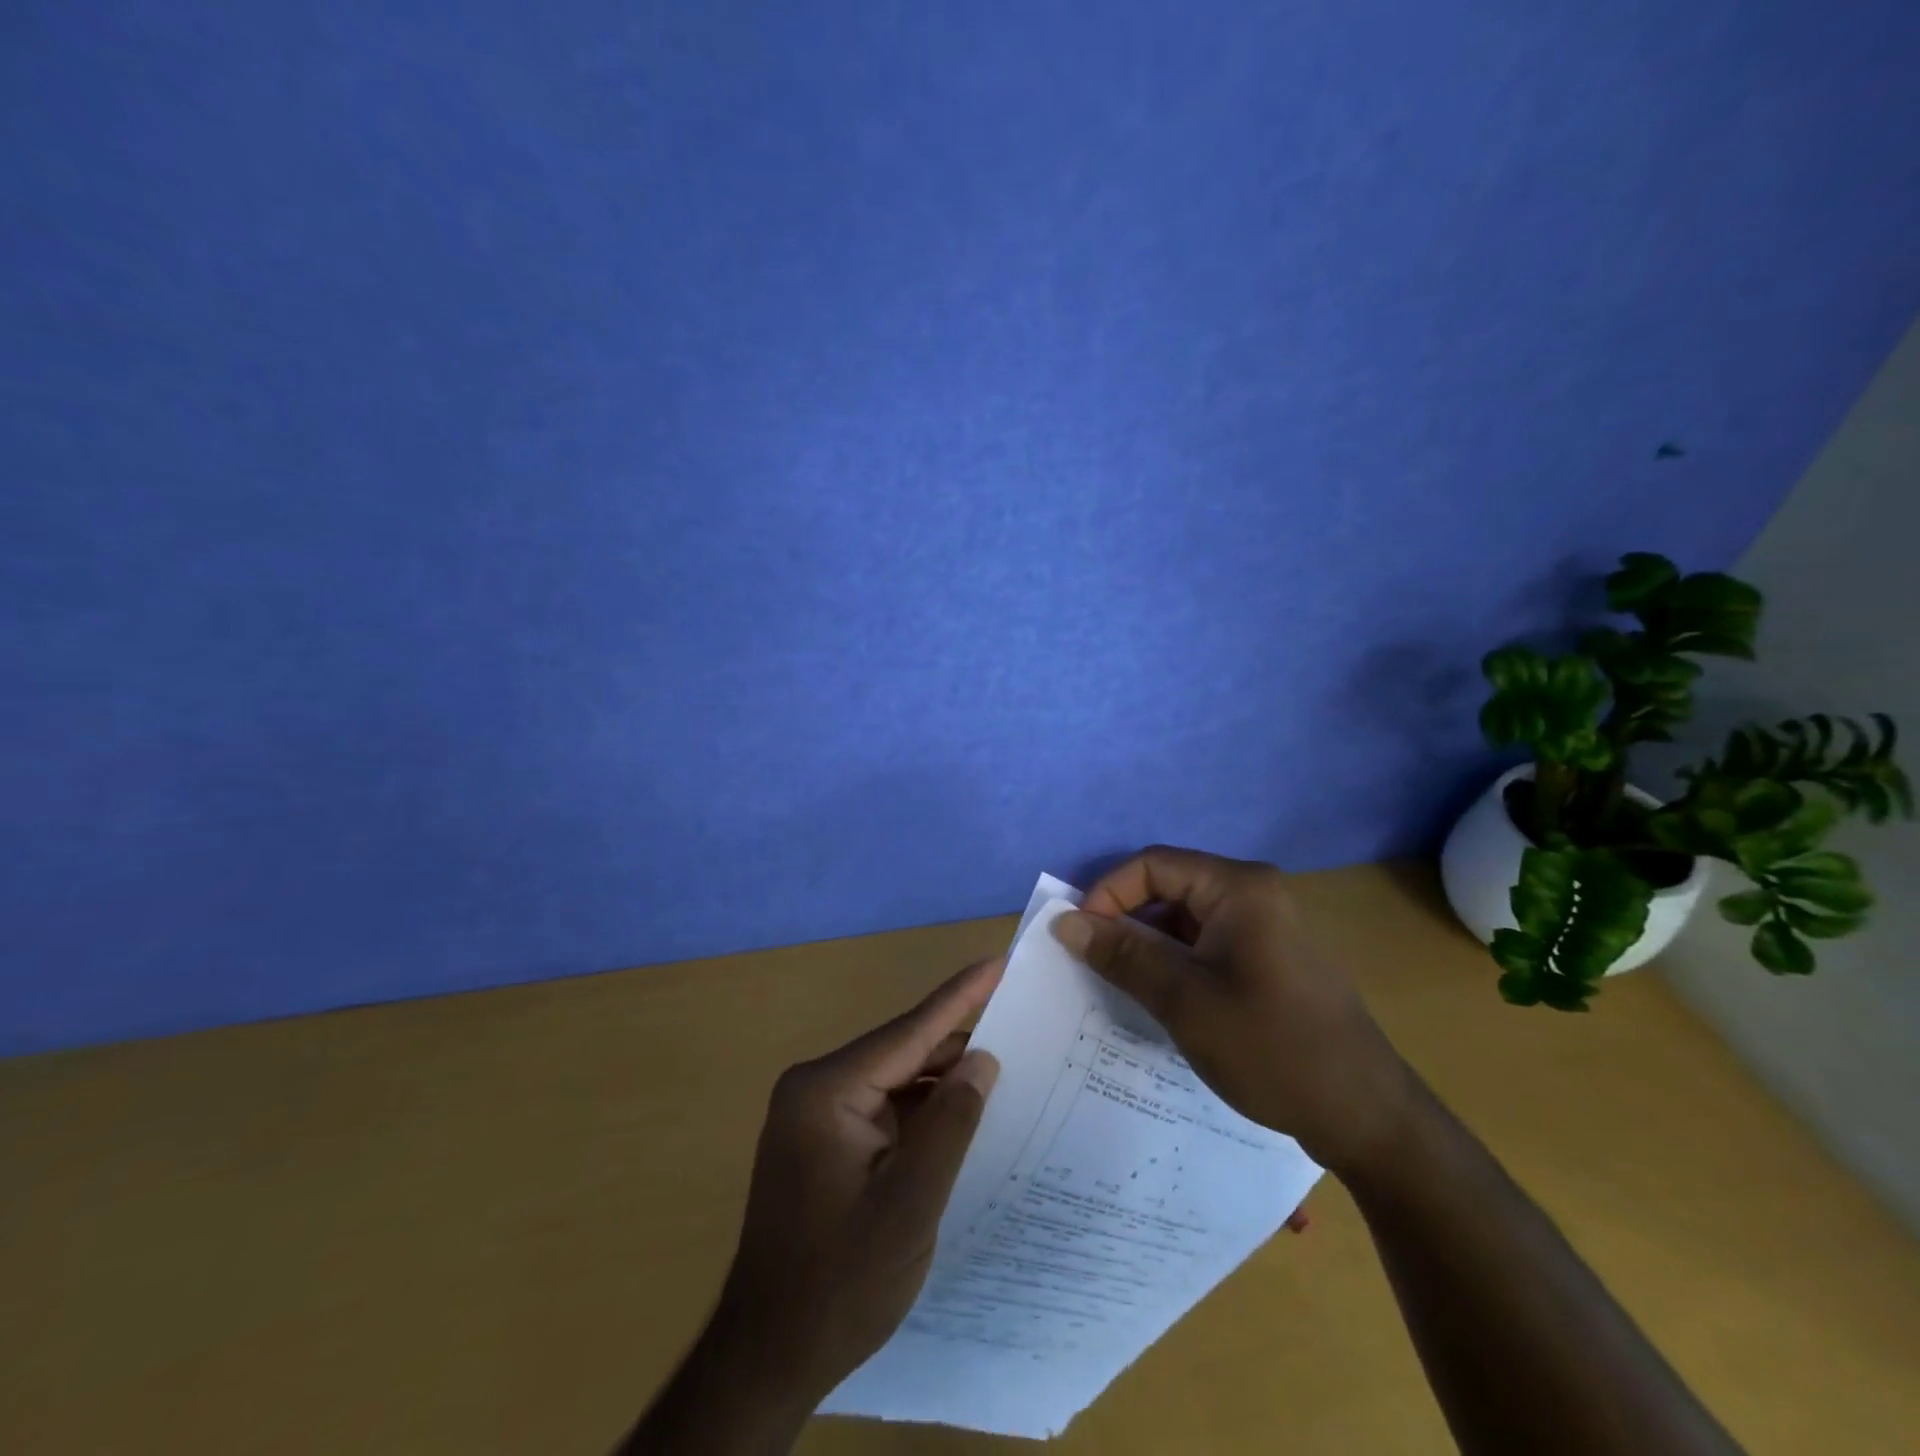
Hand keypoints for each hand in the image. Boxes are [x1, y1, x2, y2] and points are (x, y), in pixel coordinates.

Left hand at [715, 957, 1003, 1404]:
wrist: (768, 1356)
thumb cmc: (840, 1282)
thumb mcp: (910, 1205)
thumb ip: (950, 1124)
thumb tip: (983, 1059)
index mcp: (827, 1090)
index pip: (908, 1032)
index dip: (960, 997)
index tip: (998, 963)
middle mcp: (816, 1088)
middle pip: (902, 1052)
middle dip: (958, 1043)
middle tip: (1019, 1021)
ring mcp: (816, 1114)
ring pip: (895, 1080)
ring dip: (942, 1080)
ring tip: (1004, 1065)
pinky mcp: (824, 1140)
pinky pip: (883, 1108)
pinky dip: (922, 1110)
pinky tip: (960, 1113)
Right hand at [1052, 845, 1412, 1174]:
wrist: (1366, 1116)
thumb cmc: (1271, 1047)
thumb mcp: (1184, 1000)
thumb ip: (1121, 954)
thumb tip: (1063, 922)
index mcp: (1239, 887)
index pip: (1152, 865)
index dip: (1108, 894)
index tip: (1080, 938)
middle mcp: (1253, 894)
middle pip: (1168, 888)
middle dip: (1125, 922)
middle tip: (1093, 965)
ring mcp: (1264, 927)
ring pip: (1184, 920)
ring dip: (1148, 946)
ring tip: (1121, 986)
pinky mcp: (1267, 959)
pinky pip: (1206, 945)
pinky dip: (1175, 964)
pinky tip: (1160, 1000)